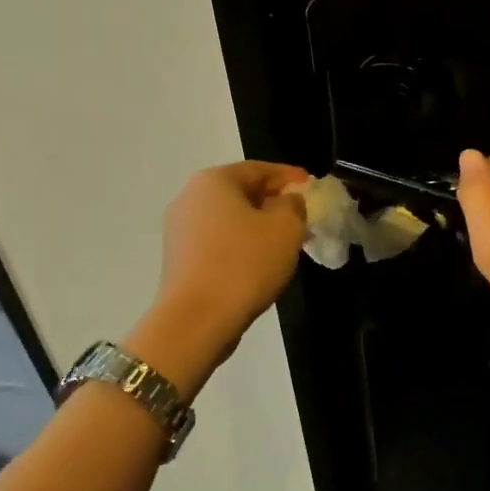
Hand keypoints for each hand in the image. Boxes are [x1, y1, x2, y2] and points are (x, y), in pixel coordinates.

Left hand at [133, 162, 307, 391]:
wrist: (196, 321)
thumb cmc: (245, 264)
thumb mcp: (286, 228)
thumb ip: (294, 205)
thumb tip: (288, 201)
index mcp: (214, 180)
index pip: (259, 169)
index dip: (290, 177)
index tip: (312, 187)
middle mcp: (189, 197)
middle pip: (241, 192)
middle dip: (273, 202)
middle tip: (302, 216)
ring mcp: (178, 229)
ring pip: (228, 219)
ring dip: (257, 225)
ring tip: (285, 242)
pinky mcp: (177, 259)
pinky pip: (216, 241)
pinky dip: (239, 245)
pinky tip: (259, 261)